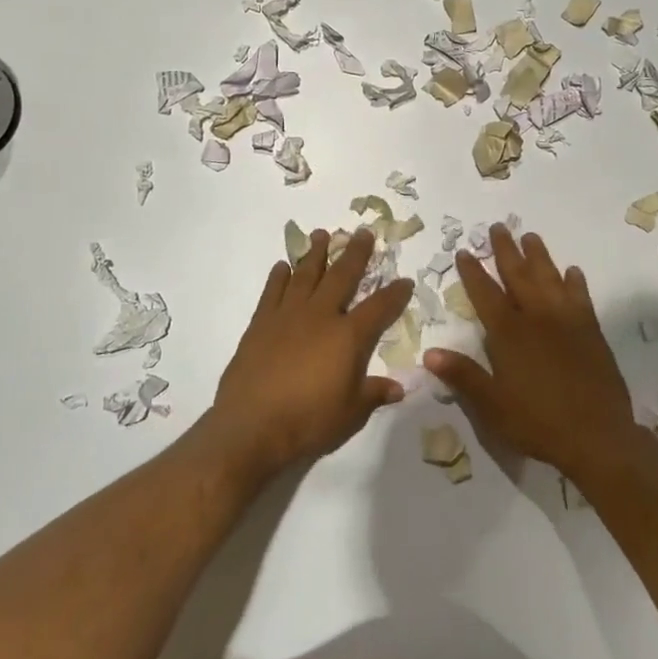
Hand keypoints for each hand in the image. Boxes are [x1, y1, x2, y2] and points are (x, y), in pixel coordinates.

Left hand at [204, 228, 413, 476]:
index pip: (379, 307)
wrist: (252, 426)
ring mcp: (287, 316)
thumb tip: (398, 388)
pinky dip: (278, 277)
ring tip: (322, 234)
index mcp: (348, 336)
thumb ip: (374, 394)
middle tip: (363, 232)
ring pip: (305, 275)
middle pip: (342, 276)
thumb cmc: (308, 421)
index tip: (405, 280)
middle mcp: (320, 316)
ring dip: (316, 254)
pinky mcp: (260, 324)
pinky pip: (272, 292)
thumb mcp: (351, 413)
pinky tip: (283, 266)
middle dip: (355, 253)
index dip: (395, 293)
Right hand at [424, 226, 645, 478]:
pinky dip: (575, 282)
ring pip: (550, 278)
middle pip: (519, 275)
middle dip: (506, 250)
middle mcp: (537, 318)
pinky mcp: (592, 331)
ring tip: (530, 236)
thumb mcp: (492, 406)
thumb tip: (430, 352)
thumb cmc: (538, 422)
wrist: (597, 436)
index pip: (486, 294)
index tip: (465, 251)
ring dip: (539, 256)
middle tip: (498, 227)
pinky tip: (572, 272)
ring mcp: (568, 321)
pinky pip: (581, 298)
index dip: (473, 272)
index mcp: (509, 334)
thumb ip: (463, 375)